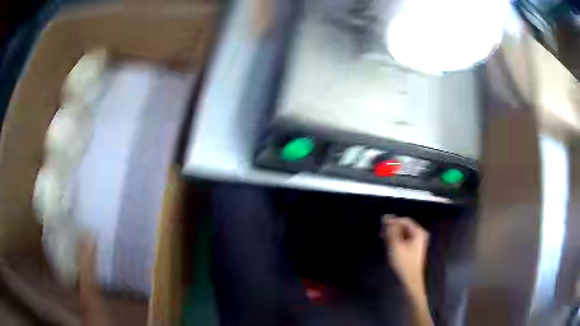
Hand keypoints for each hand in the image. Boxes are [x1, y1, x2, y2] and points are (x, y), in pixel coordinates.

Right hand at [383, 216, 429, 295]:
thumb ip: (391, 231)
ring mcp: (419, 241)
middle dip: (393, 228)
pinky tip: (391, 245)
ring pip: (405, 233)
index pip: (404, 220)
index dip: (393, 221)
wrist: (411, 280)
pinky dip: (398, 240)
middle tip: (381, 233)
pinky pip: (406, 239)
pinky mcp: (415, 248)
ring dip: (394, 234)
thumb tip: (387, 219)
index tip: (381, 224)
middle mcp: (421, 234)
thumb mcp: (395, 246)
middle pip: (405, 226)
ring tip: (384, 239)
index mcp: (418, 232)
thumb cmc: (404, 263)